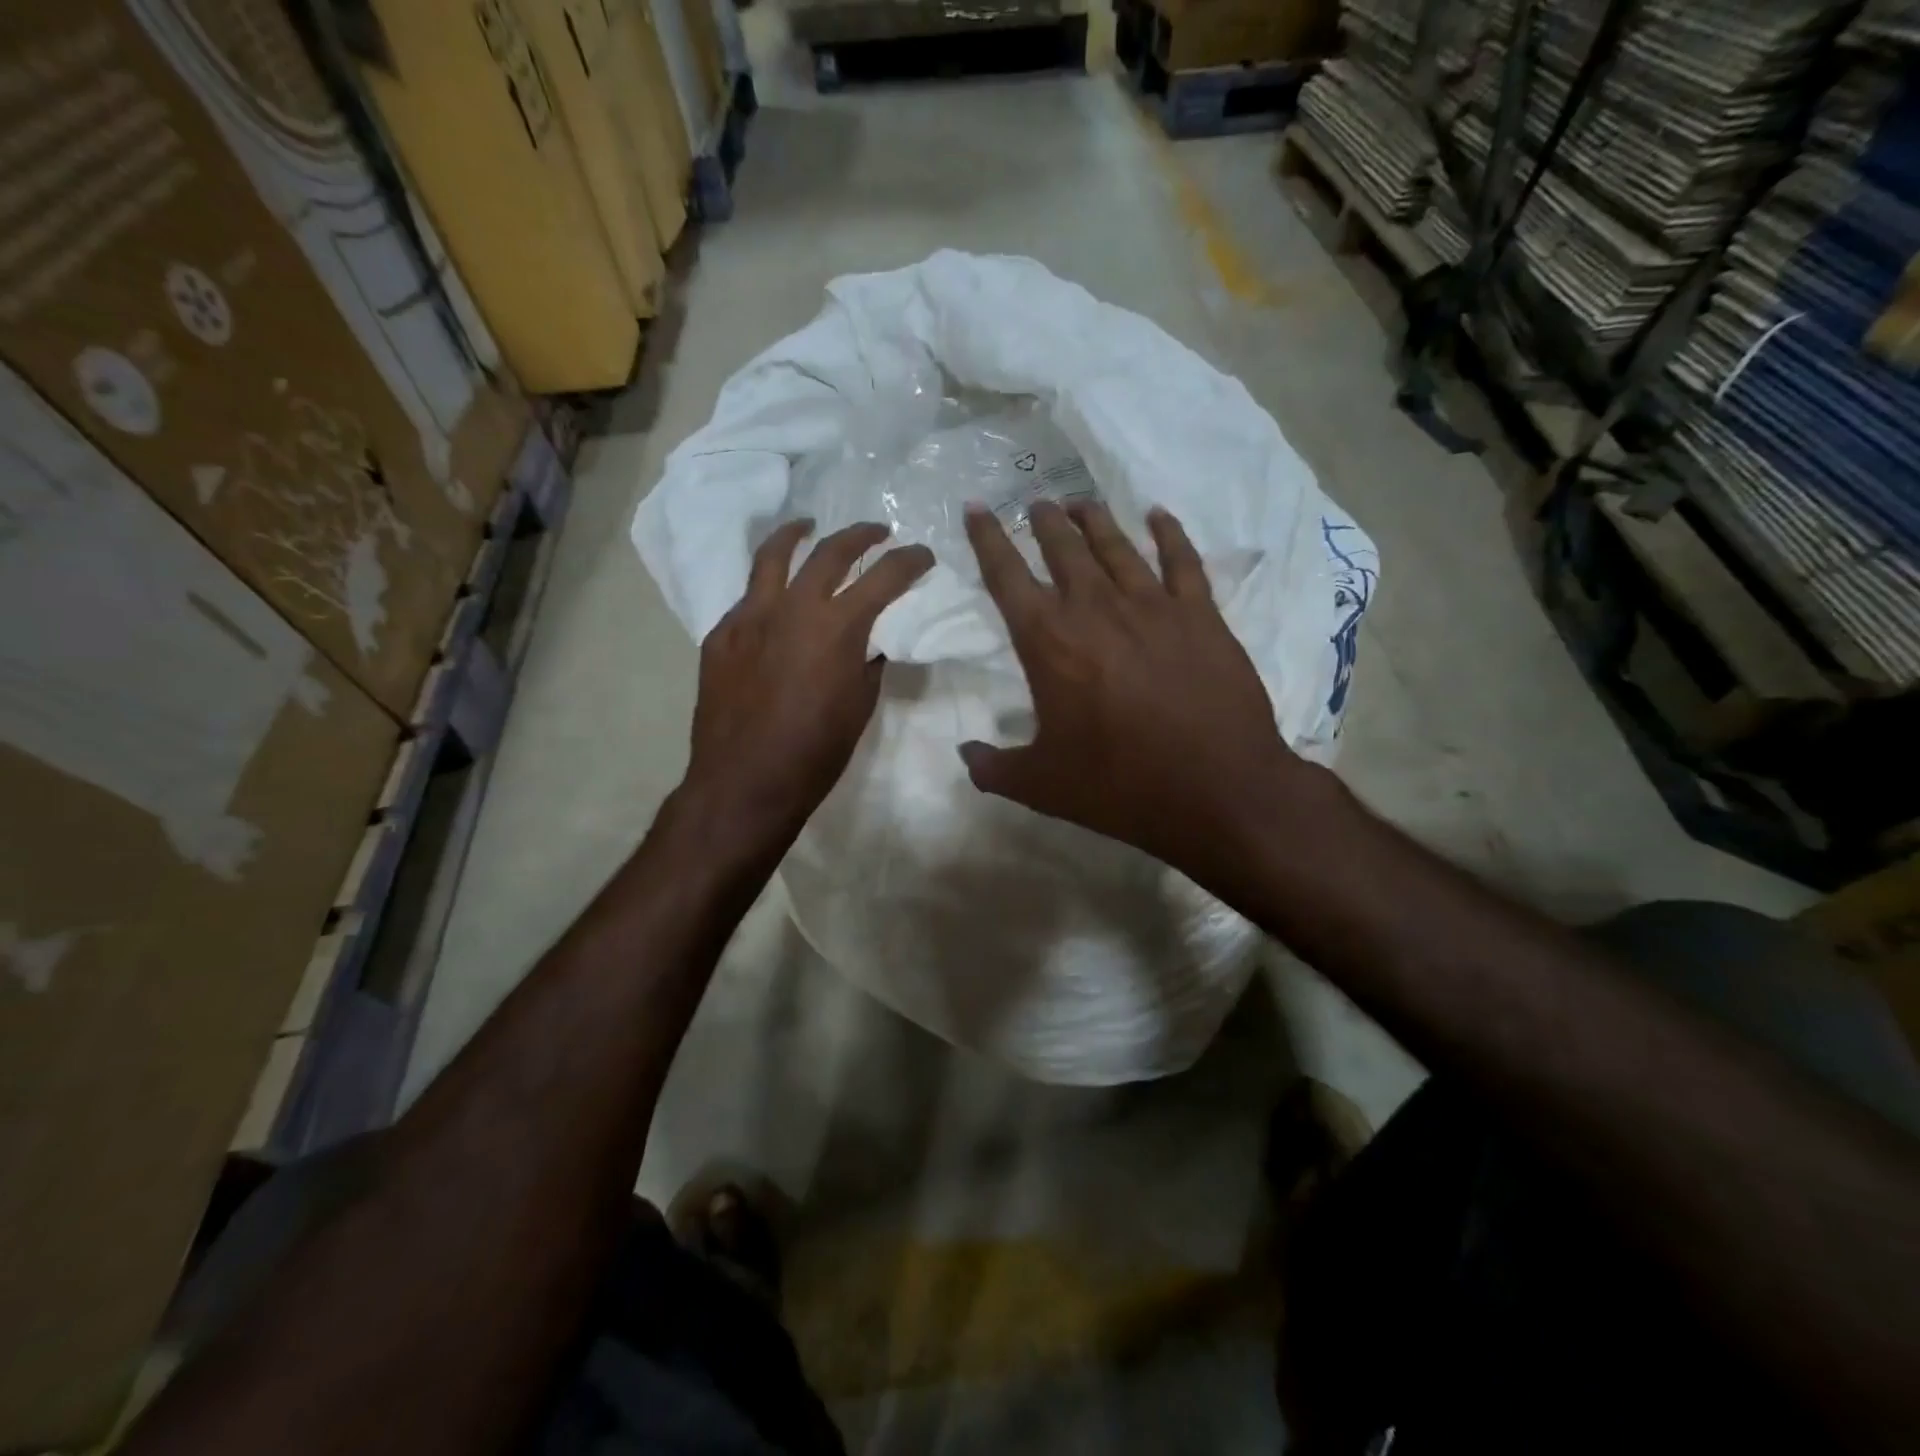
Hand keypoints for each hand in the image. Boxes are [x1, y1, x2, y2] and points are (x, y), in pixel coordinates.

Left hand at [684, 520, 932, 853]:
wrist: (745, 782)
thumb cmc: (815, 753)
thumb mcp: (860, 706)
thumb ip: (867, 662)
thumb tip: (868, 643)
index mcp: (837, 627)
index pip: (884, 577)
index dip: (910, 561)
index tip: (923, 555)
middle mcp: (793, 608)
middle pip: (830, 552)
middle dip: (861, 536)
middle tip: (877, 533)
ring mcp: (750, 617)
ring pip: (772, 557)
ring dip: (797, 535)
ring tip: (808, 526)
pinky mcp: (721, 635)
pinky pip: (748, 599)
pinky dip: (768, 590)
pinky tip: (774, 600)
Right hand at [961, 500, 1319, 882]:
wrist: (1216, 789)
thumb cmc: (1119, 785)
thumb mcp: (1040, 786)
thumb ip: (993, 768)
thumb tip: (966, 753)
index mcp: (1048, 641)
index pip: (1006, 576)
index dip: (987, 538)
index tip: (976, 507)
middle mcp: (1096, 609)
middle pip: (1063, 548)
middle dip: (1044, 522)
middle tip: (1036, 504)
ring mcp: (1152, 606)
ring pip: (1116, 546)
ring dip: (1094, 520)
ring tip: (1081, 502)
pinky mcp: (1201, 615)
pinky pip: (1182, 561)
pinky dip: (1169, 534)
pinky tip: (1159, 516)